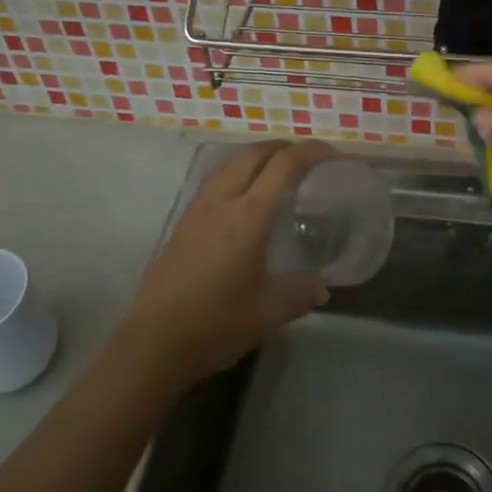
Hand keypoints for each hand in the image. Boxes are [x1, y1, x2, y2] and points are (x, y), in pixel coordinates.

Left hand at [117, 140, 335, 383]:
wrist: (154, 343)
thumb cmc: (216, 324)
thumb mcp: (270, 312)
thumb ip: (301, 292)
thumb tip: (321, 287)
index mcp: (248, 215)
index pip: (285, 164)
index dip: (313, 152)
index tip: (336, 156)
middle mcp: (221, 201)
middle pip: (254, 153)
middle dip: (285, 148)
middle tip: (311, 162)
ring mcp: (197, 209)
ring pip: (231, 163)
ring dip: (258, 158)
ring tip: (280, 175)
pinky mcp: (183, 223)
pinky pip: (216, 181)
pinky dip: (239, 174)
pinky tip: (246, 202)